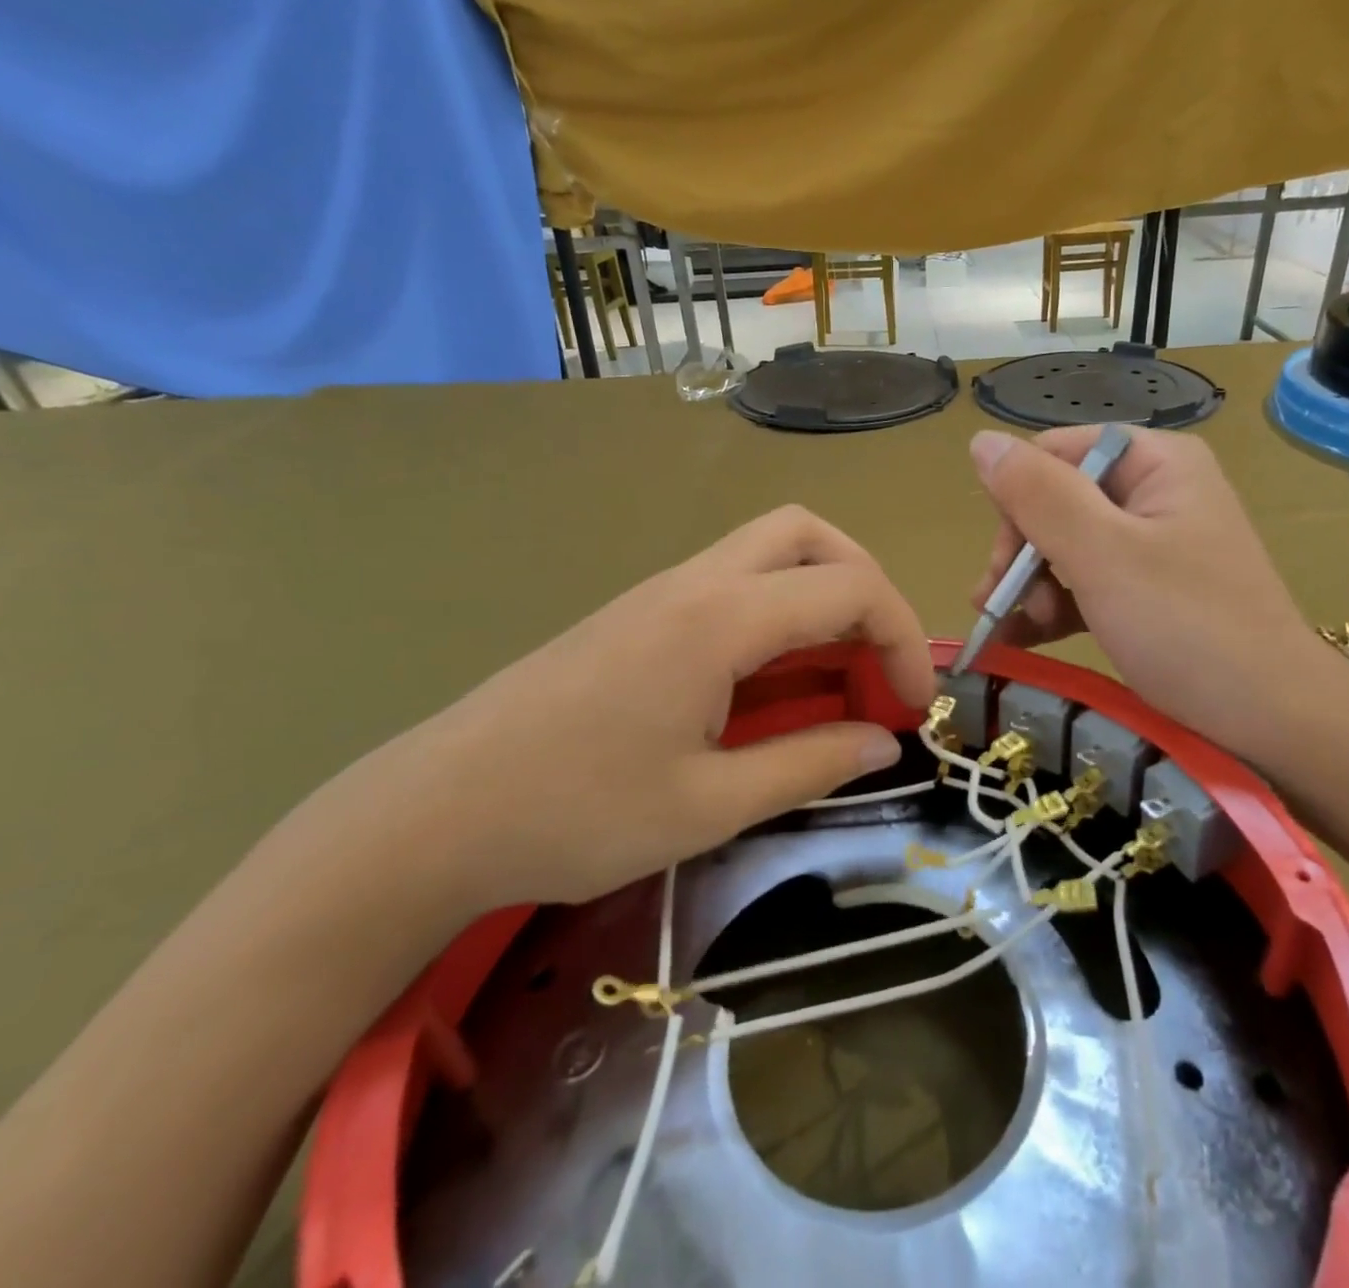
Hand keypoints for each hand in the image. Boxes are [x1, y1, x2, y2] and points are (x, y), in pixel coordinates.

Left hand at [346, 506, 935, 913]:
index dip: (901, 638)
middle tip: (876, 658)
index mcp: (720, 619)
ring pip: (768, 551)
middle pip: (808, 534)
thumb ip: (810, 764)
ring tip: (835, 673)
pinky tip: (769, 682)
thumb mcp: (710, 805)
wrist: (435, 812)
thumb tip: (883, 742)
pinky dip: (777, 613)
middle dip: (864, 584)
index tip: (913, 704)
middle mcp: (696, 583)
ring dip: (820, 595)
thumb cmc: (575, 814)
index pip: (849, 589)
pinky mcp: (639, 615)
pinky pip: (732, 584)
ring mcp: (661, 592)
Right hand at [969, 426, 1337, 764]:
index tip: (1004, 564)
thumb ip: (1038, 495)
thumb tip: (981, 441)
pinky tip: (1021, 639)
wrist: (1272, 722)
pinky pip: (1085, 582)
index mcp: (1155, 463)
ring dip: (1031, 587)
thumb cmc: (1187, 629)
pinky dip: (1053, 608)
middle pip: (1055, 502)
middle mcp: (1155, 492)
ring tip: (1018, 631)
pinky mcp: (1149, 590)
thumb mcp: (1102, 556)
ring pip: (1064, 546)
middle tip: (1002, 606)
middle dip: (1023, 555)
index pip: (1055, 455)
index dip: (1018, 503)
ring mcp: (1154, 544)